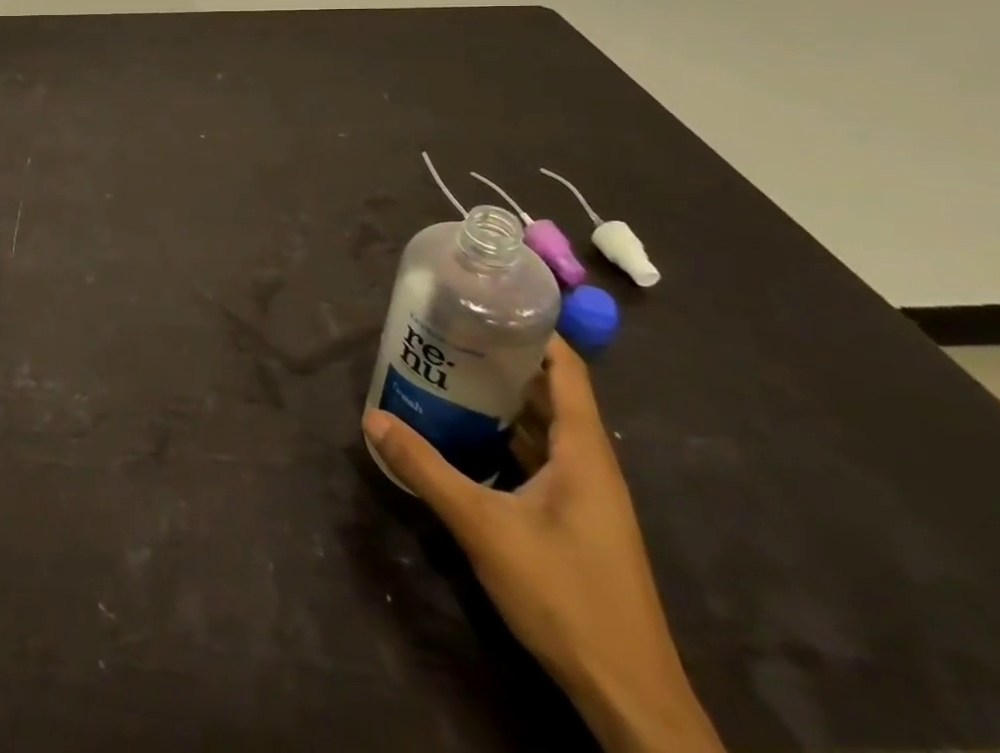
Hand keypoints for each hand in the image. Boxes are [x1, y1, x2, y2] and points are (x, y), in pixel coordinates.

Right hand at [362, 337, 721, 752]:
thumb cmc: (564, 595)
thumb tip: (373, 417)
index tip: (485, 305)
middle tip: (447, 335)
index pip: (566, 368)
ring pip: (542, 428)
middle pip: (549, 393)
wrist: (627, 695)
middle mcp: (590, 463)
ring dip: (501, 402)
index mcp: (583, 450)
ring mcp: (587, 496)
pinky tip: (466, 438)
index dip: (532, 330)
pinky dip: (505, 439)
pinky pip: (539, 460)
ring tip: (447, 375)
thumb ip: (426, 469)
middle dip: (502, 361)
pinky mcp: (576, 521)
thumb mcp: (484, 527)